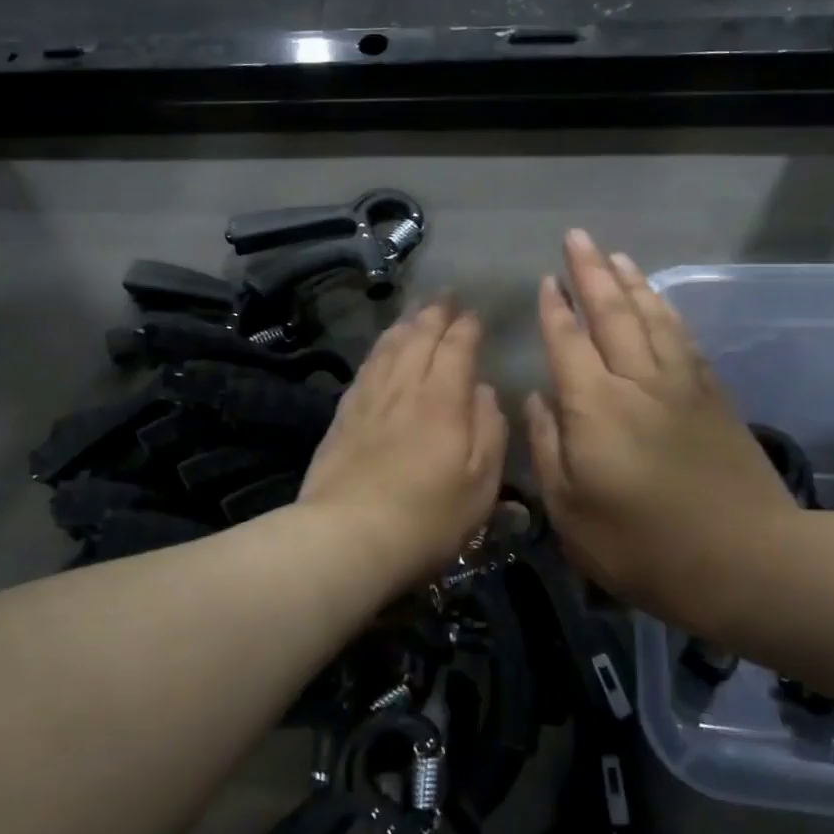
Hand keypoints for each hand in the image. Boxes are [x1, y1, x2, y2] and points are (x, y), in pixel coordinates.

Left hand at [299, 300, 507, 584]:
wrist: (348, 537)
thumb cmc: (427, 518)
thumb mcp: (481, 484)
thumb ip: (489, 430)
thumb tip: (483, 391)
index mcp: (443, 400)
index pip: (456, 347)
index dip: (467, 327)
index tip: (474, 315)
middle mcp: (405, 387)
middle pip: (419, 337)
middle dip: (435, 313)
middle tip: (445, 296)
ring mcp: (369, 398)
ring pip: (389, 346)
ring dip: (406, 324)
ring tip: (415, 311)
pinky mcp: (344, 415)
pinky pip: (366, 367)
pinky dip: (379, 348)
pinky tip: (381, 348)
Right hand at [526, 230, 797, 630]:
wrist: (748, 562)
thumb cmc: (644, 548)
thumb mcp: (572, 513)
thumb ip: (547, 448)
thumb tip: (537, 398)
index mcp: (595, 407)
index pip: (568, 342)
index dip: (554, 309)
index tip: (546, 279)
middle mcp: (637, 381)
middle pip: (612, 313)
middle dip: (590, 272)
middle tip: (577, 237)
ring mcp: (681, 385)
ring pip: (652, 317)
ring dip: (631, 282)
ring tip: (615, 256)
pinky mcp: (714, 396)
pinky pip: (683, 339)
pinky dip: (667, 312)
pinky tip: (660, 302)